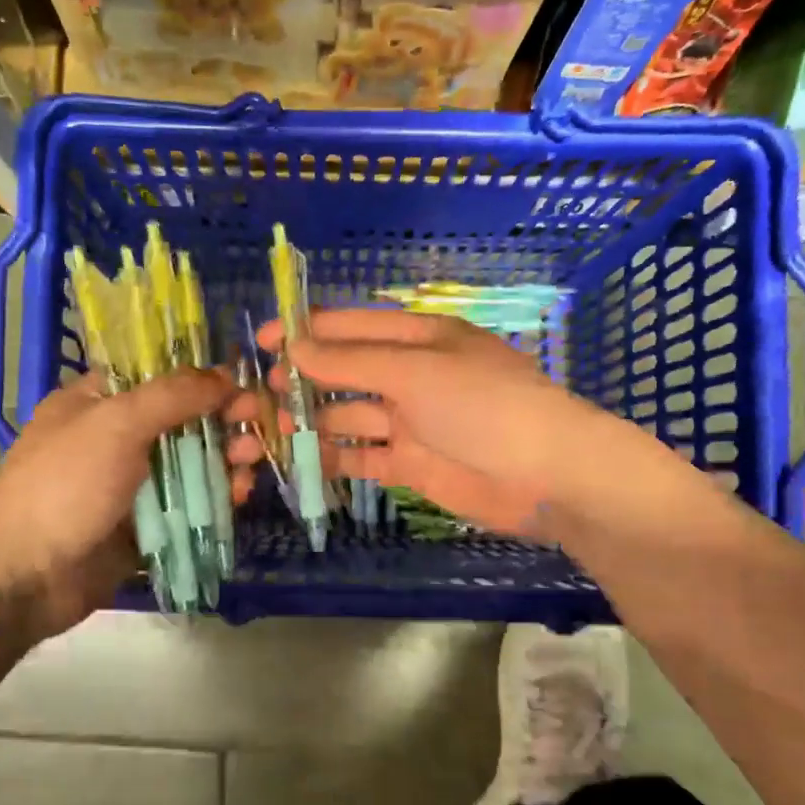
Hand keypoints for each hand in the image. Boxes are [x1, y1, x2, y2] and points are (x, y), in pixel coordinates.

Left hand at [0, 369, 231, 639]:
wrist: (26, 575)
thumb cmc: (65, 485)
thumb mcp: (117, 424)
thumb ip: (173, 395)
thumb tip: (224, 375)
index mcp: (94, 403)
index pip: (156, 376)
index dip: (199, 376)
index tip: (241, 384)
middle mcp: (113, 439)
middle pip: (180, 420)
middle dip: (221, 420)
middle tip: (257, 424)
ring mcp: (128, 485)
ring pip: (188, 464)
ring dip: (224, 459)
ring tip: (251, 462)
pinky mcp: (143, 526)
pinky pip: (187, 505)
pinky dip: (214, 498)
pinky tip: (238, 496)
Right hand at [229, 309, 609, 536]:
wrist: (547, 477)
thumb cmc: (484, 406)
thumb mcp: (417, 371)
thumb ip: (352, 361)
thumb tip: (293, 347)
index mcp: (419, 338)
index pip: (351, 327)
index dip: (305, 332)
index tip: (260, 343)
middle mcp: (410, 375)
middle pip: (344, 373)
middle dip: (301, 382)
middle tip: (257, 397)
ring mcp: (410, 422)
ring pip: (347, 416)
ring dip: (310, 422)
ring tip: (268, 431)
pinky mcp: (410, 464)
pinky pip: (361, 456)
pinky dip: (332, 459)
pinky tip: (298, 463)